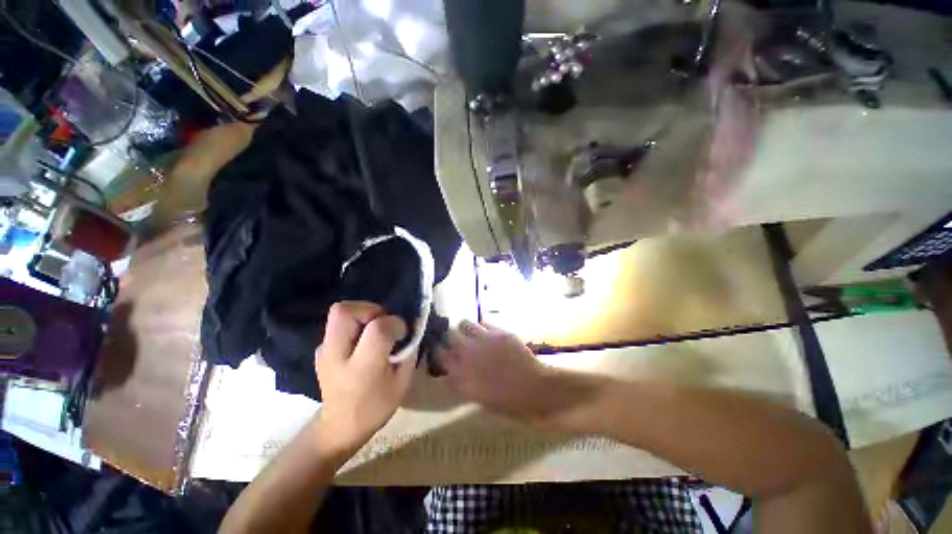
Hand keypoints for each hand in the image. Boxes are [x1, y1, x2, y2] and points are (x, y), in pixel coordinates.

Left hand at [314, 302, 414, 455]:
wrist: (339, 427)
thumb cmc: (375, 407)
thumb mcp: (403, 382)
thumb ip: (409, 351)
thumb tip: (412, 327)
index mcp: (362, 368)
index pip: (378, 328)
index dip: (395, 323)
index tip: (403, 333)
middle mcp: (337, 355)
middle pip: (345, 311)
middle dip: (370, 309)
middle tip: (384, 322)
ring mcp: (324, 350)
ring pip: (339, 312)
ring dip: (363, 314)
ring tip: (374, 330)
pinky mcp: (321, 349)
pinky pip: (338, 323)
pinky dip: (355, 323)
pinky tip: (363, 341)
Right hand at [442, 321, 559, 425]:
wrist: (534, 389)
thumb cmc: (507, 402)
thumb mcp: (477, 397)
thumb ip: (461, 381)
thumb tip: (453, 371)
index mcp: (460, 374)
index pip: (439, 355)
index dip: (440, 352)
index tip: (444, 352)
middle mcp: (467, 353)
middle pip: (449, 335)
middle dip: (451, 337)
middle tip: (459, 342)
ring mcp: (483, 339)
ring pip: (464, 323)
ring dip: (466, 328)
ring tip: (473, 334)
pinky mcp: (498, 331)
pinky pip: (483, 322)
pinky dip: (483, 326)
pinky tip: (489, 333)